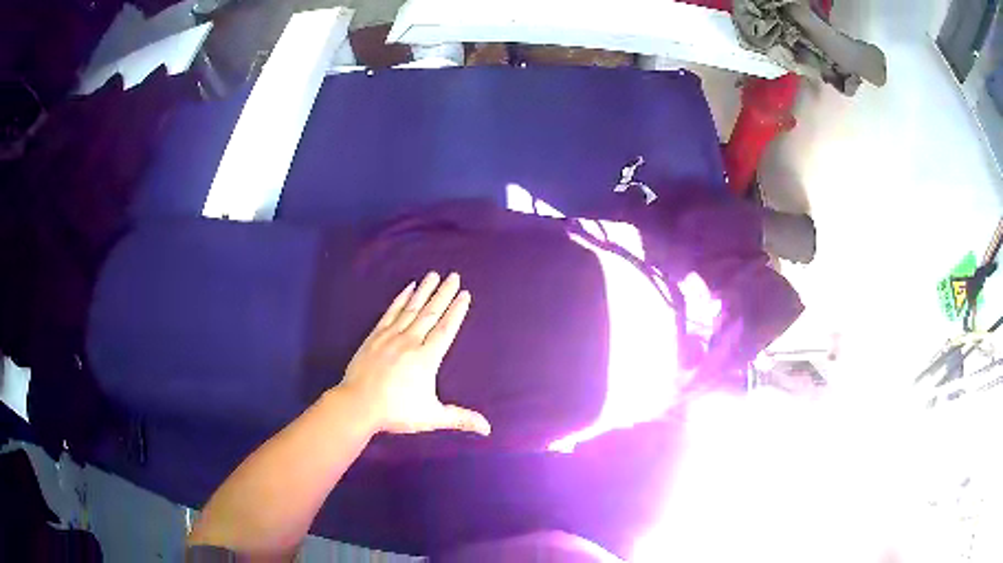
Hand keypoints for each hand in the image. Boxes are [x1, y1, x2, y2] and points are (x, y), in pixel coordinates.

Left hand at [338, 272, 490, 436]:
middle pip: (431, 313)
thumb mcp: (432, 417)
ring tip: (434, 275)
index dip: (456, 311)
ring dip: (425, 291)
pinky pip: (391, 312)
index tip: (464, 294)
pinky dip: (401, 299)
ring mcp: (391, 337)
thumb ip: (460, 419)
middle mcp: (410, 342)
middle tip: (454, 276)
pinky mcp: (375, 336)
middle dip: (444, 293)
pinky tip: (408, 289)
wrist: (357, 405)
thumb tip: (487, 428)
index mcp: (426, 358)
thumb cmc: (396, 412)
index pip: (445, 329)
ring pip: (412, 309)